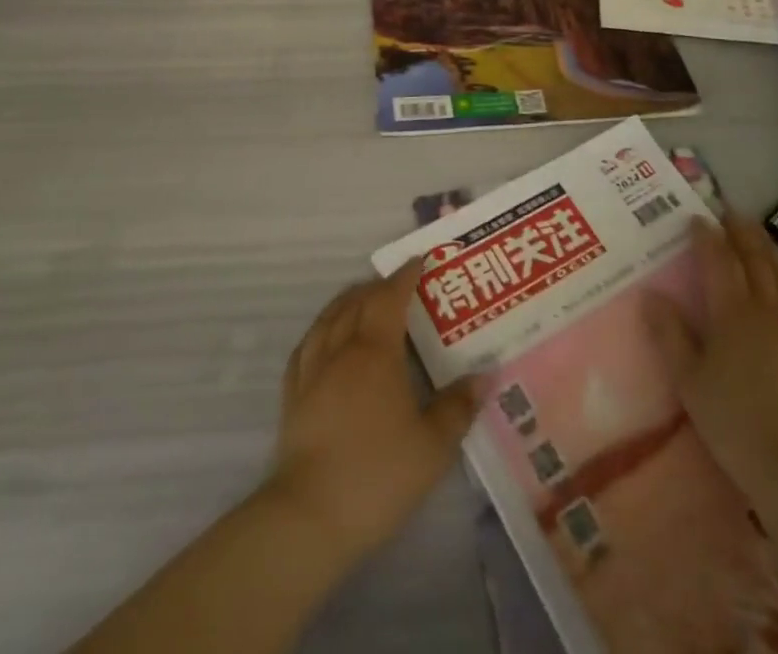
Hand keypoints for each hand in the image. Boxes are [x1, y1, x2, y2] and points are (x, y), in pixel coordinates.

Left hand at [265, 259, 480, 558]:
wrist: (308, 517)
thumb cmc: (377, 475)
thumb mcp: (432, 447)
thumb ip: (458, 407)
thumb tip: (485, 374)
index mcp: (376, 352)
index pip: (390, 297)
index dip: (405, 275)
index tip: (419, 261)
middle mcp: (342, 349)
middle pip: (357, 302)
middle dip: (378, 286)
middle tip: (398, 284)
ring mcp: (312, 371)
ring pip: (329, 318)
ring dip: (348, 301)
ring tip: (362, 300)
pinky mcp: (292, 396)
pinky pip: (306, 345)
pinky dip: (321, 330)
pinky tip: (324, 337)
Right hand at [645, 214, 777, 494]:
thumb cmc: (732, 422)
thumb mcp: (687, 380)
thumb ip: (668, 334)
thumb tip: (649, 294)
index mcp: (731, 313)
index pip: (718, 260)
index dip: (707, 236)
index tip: (697, 218)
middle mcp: (766, 309)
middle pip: (756, 258)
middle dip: (742, 232)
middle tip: (731, 214)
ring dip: (771, 248)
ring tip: (760, 235)